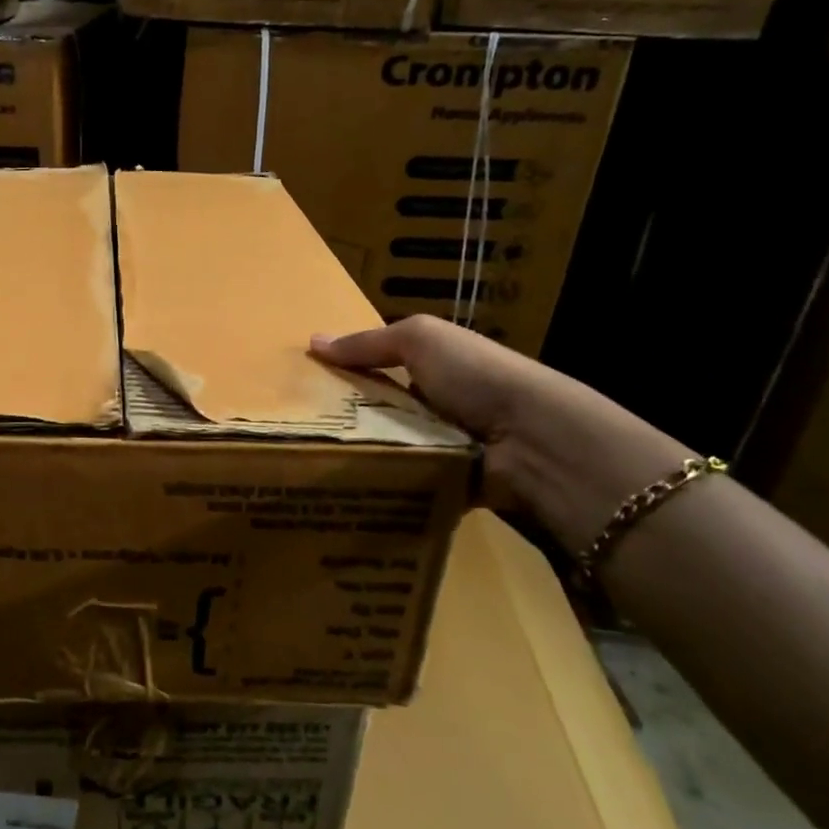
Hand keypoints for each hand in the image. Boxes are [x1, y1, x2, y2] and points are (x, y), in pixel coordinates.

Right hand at [312, 315, 692, 552]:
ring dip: (357, 454)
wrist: (535, 442)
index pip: (378, 368)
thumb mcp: (420, 340)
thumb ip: (367, 342)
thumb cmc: (477, 377)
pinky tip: (342, 488)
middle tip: (294, 430)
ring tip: (307, 462)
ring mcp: (442, 447)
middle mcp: (437, 406)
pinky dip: (379, 485)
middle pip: (376, 411)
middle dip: (342, 419)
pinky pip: (401, 484)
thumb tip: (313, 341)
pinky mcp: (444, 485)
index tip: (300, 387)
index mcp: (434, 367)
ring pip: (384, 449)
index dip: (343, 373)